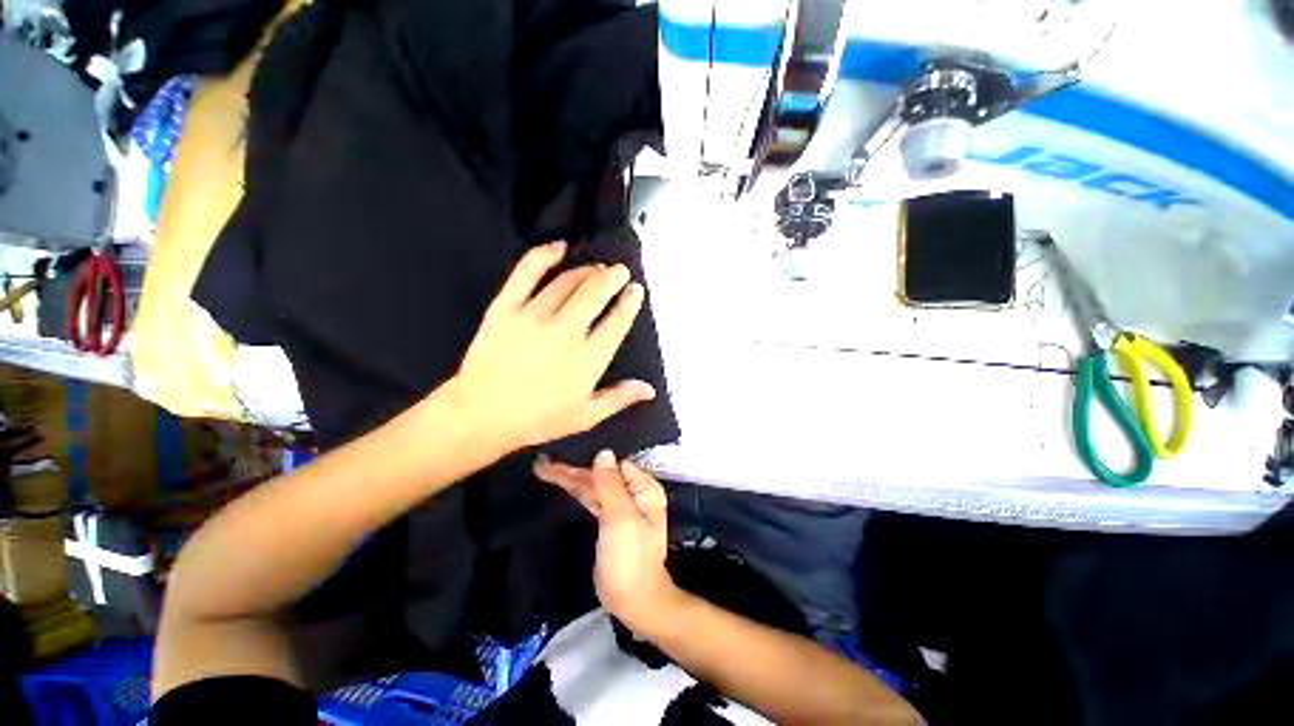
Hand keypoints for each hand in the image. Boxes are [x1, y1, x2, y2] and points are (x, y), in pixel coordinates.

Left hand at [449, 241, 655, 455]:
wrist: (482, 414)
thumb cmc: (536, 420)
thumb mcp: (584, 417)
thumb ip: (617, 398)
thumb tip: (649, 389)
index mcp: (589, 358)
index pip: (618, 320)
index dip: (630, 301)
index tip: (634, 290)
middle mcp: (567, 330)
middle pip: (597, 291)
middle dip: (613, 276)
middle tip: (618, 272)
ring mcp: (535, 315)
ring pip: (568, 280)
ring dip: (586, 270)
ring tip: (593, 268)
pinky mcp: (507, 305)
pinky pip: (528, 271)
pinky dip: (545, 254)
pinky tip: (559, 247)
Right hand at [535, 450, 680, 635]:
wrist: (633, 598)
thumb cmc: (630, 559)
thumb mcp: (621, 519)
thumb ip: (611, 485)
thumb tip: (604, 453)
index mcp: (644, 492)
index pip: (615, 464)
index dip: (589, 457)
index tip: (561, 449)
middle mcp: (634, 499)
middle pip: (601, 476)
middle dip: (574, 469)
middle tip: (540, 463)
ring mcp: (621, 515)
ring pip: (593, 489)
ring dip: (571, 480)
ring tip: (541, 470)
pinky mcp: (609, 530)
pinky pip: (591, 503)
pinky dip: (576, 495)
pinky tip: (562, 490)